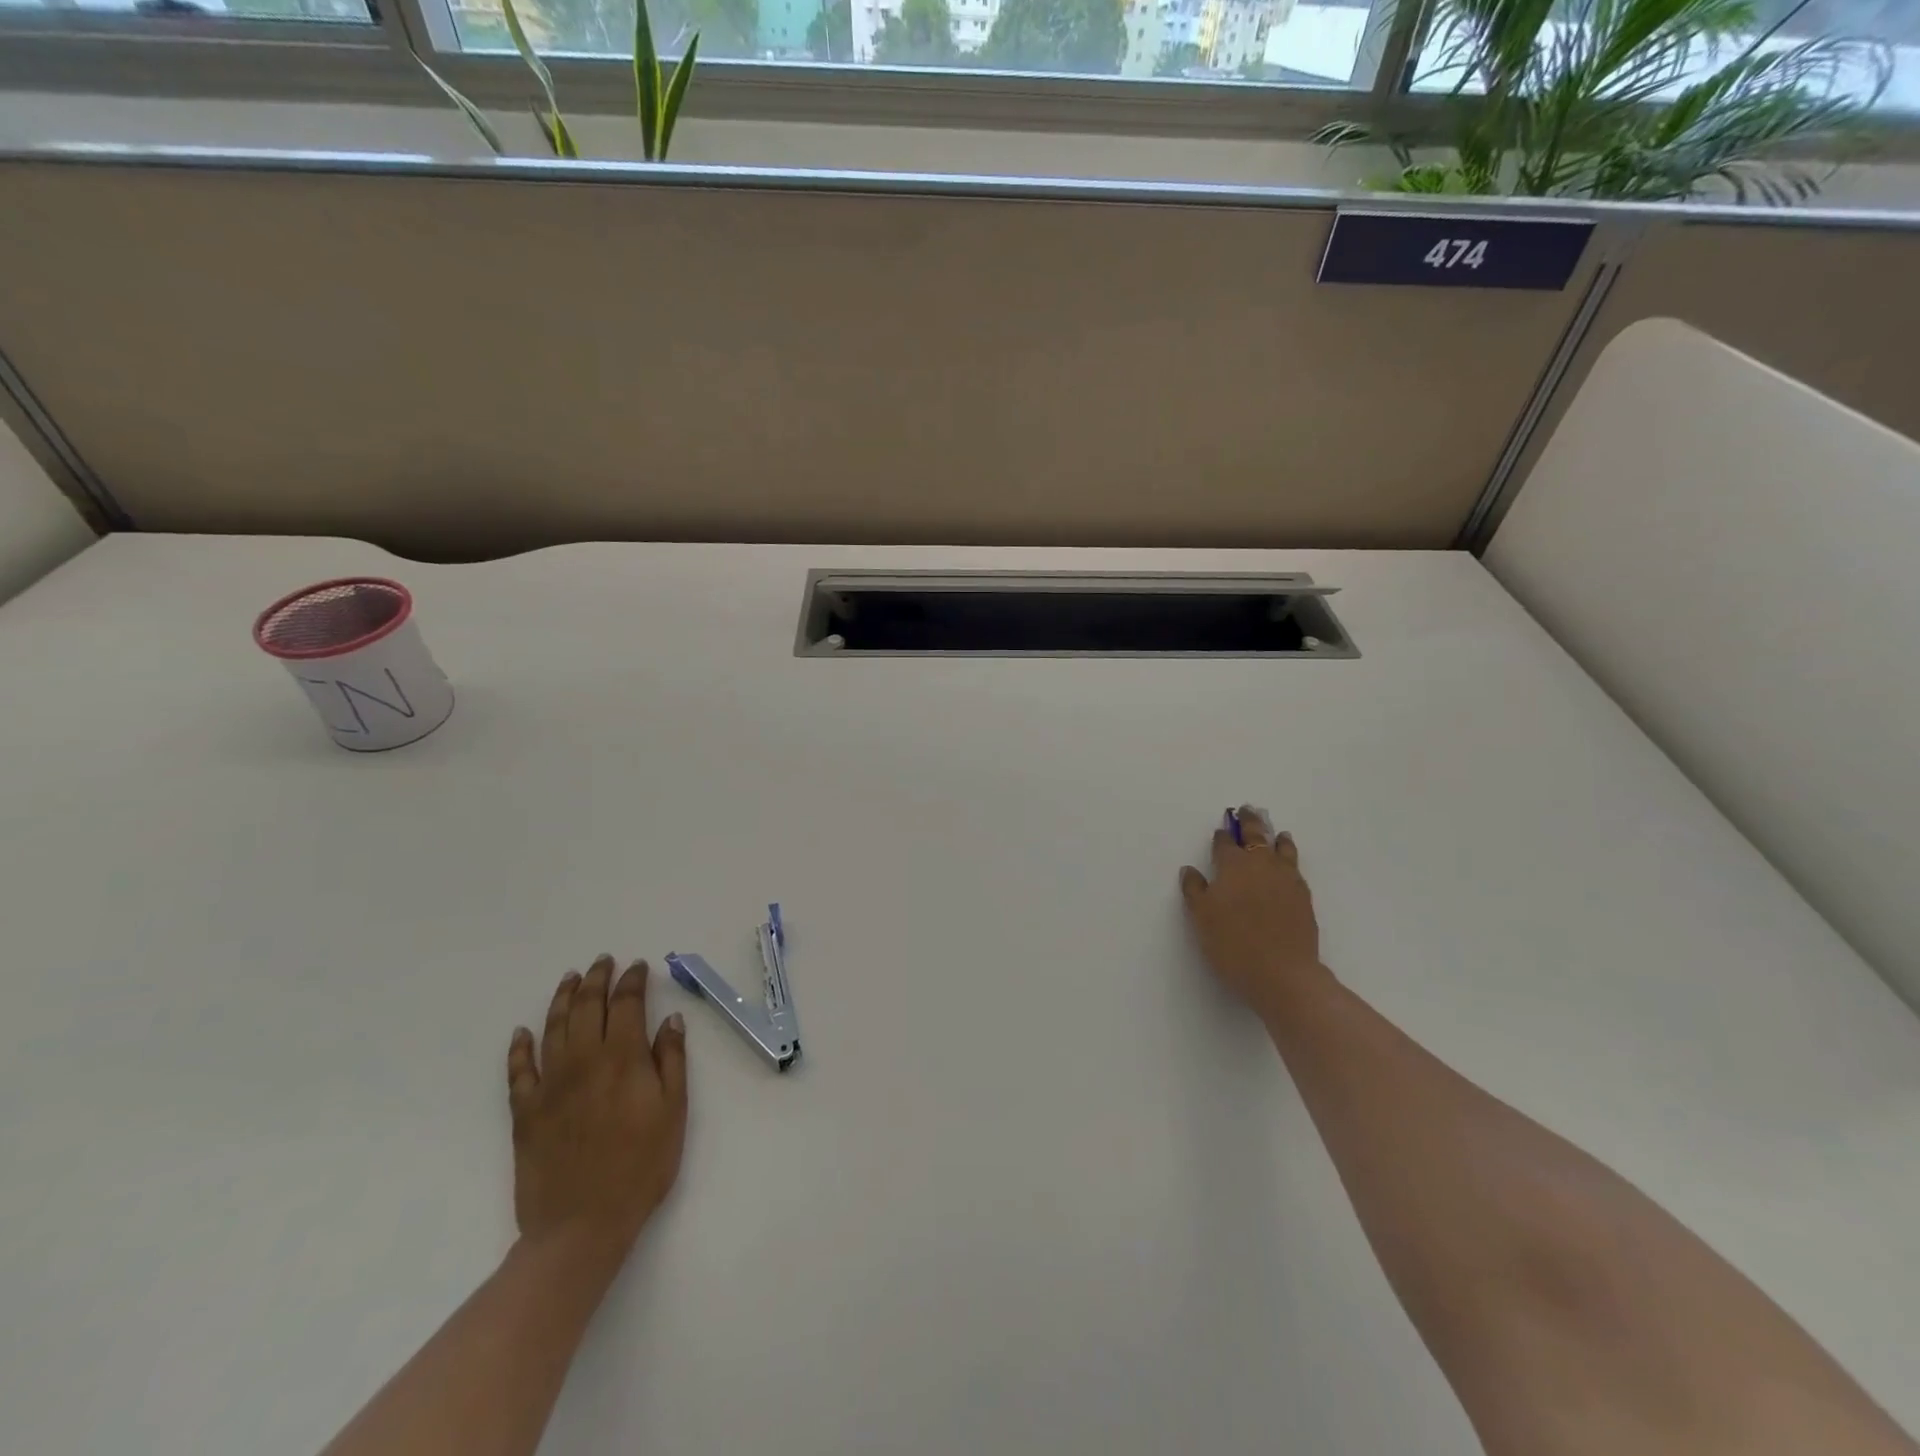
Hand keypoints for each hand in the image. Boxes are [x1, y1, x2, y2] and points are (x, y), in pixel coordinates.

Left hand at [506, 956, 688, 1264]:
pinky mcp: (525, 1112)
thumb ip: (672, 1060)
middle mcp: (584, 1061)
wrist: (581, 1225)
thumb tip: (670, 1019)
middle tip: (603, 961)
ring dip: (562, 999)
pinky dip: (520, 1047)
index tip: (638, 967)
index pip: (627, 1004)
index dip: (632, 980)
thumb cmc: (641, 1166)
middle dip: (597, 979)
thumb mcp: (674, 1111)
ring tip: (570, 979)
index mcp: (623, 1058)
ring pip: (553, 1028)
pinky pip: (518, 1071)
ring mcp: (549, 1085)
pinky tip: (523, 1032)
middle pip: (587, 1007)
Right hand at [1180, 807, 1331, 1023]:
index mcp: (1233, 866)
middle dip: (1250, 822)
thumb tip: (1190, 870)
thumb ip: (1194, 890)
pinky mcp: (1304, 898)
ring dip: (1276, 838)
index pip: (1225, 844)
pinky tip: (1289, 865)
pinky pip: (1296, 868)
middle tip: (1247, 811)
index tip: (1220, 832)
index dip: (1221, 837)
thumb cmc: (1232, 943)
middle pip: (1256, 836)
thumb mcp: (1201, 917)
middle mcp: (1261, 865)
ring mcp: (1287, 880)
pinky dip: (1290, 859)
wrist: (1282, 974)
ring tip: (1276, 833)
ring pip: (1282, 849)